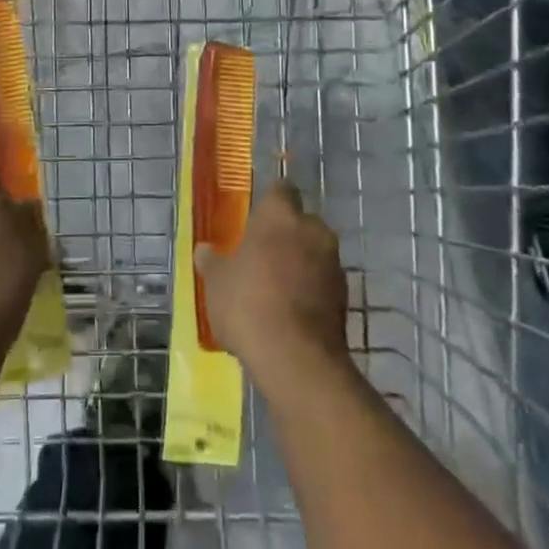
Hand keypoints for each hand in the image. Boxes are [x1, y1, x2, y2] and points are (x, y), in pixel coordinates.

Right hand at [195, 180, 349, 387]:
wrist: (296, 359)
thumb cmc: (248, 304)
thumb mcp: (216, 283)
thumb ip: (212, 261)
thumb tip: (204, 249)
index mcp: (280, 215)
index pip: (280, 189)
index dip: (269, 201)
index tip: (256, 217)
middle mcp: (312, 229)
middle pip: (301, 221)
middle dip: (286, 233)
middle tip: (262, 254)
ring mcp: (333, 263)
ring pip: (314, 251)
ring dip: (300, 262)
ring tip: (276, 286)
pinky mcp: (345, 296)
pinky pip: (323, 281)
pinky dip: (311, 288)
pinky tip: (292, 310)